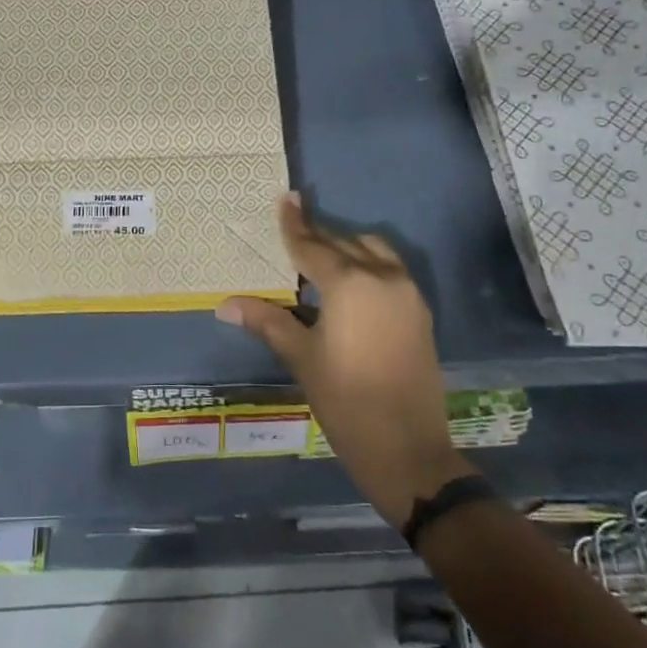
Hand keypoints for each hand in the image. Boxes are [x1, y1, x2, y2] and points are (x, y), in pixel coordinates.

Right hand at [216, 193, 468, 526]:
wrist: (407, 449)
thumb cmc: (345, 400)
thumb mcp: (301, 357)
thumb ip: (267, 321)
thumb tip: (225, 305)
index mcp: (350, 284)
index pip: (313, 246)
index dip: (295, 225)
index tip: (287, 198)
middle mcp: (383, 277)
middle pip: (344, 244)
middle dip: (318, 238)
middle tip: (295, 231)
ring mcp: (408, 294)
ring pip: (375, 252)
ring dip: (348, 248)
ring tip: (322, 260)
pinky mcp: (421, 313)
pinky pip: (391, 272)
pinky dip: (369, 266)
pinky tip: (351, 286)